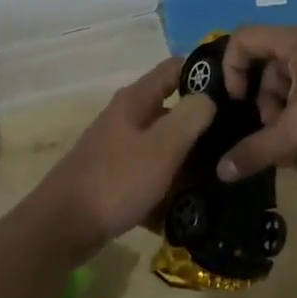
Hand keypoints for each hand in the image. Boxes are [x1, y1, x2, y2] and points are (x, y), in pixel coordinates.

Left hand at [32, 59, 215, 258]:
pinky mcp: (114, 178)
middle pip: (171, 109)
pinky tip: (187, 207)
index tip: (235, 88)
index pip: (175, 68)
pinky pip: (150, 175)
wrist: (61, 229)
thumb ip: (191, 117)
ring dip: (188, 159)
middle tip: (234, 139)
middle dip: (201, 123)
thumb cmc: (116, 180)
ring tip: (220, 175)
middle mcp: (126, 117)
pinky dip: (168, 187)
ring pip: (163, 146)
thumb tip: (209, 97)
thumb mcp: (162, 146)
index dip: (204, 71)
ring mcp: (118, 149)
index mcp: (136, 100)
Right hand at [215, 26, 296, 180]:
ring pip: (289, 78)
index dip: (231, 68)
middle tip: (272, 130)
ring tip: (296, 141)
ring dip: (283, 109)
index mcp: (295, 42)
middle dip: (262, 99)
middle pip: (265, 62)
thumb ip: (257, 151)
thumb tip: (222, 171)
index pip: (243, 38)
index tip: (237, 102)